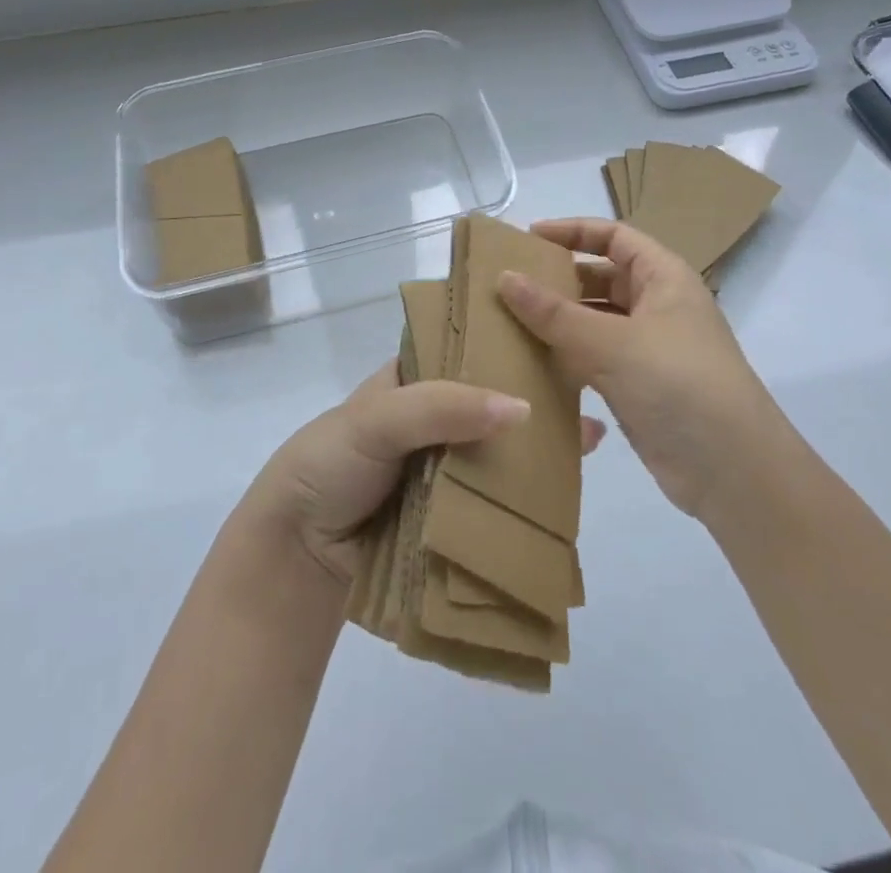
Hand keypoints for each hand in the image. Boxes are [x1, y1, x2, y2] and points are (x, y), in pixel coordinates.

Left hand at [248, 361, 606, 584]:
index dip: (509, 344)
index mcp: (413, 380)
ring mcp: (446, 467)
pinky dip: (527, 494)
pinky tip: (569, 489)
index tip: (560, 336)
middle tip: (592, 388)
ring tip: (593, 435)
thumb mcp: (376, 417)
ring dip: (539, 446)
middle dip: (536, 397)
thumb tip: (522, 409)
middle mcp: (435, 418)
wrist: (297, 554)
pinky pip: (496, 498)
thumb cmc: (330, 464)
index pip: (469, 351)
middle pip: (493, 402)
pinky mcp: (455, 514)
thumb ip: (441, 406)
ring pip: (500, 450)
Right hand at [498, 218, 777, 518]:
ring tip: (507, 323)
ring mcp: (648, 348)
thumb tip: (504, 277)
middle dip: (558, 279)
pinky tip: (531, 364)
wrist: (733, 471)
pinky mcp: (637, 386)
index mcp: (664, 278)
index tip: (527, 238)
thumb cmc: (678, 384)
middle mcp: (657, 306)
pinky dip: (566, 357)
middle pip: (600, 278)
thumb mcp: (612, 342)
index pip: (613, 236)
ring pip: (594, 322)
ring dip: (557, 322)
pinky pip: (593, 359)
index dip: (572, 231)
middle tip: (507, 286)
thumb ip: (554, 312)